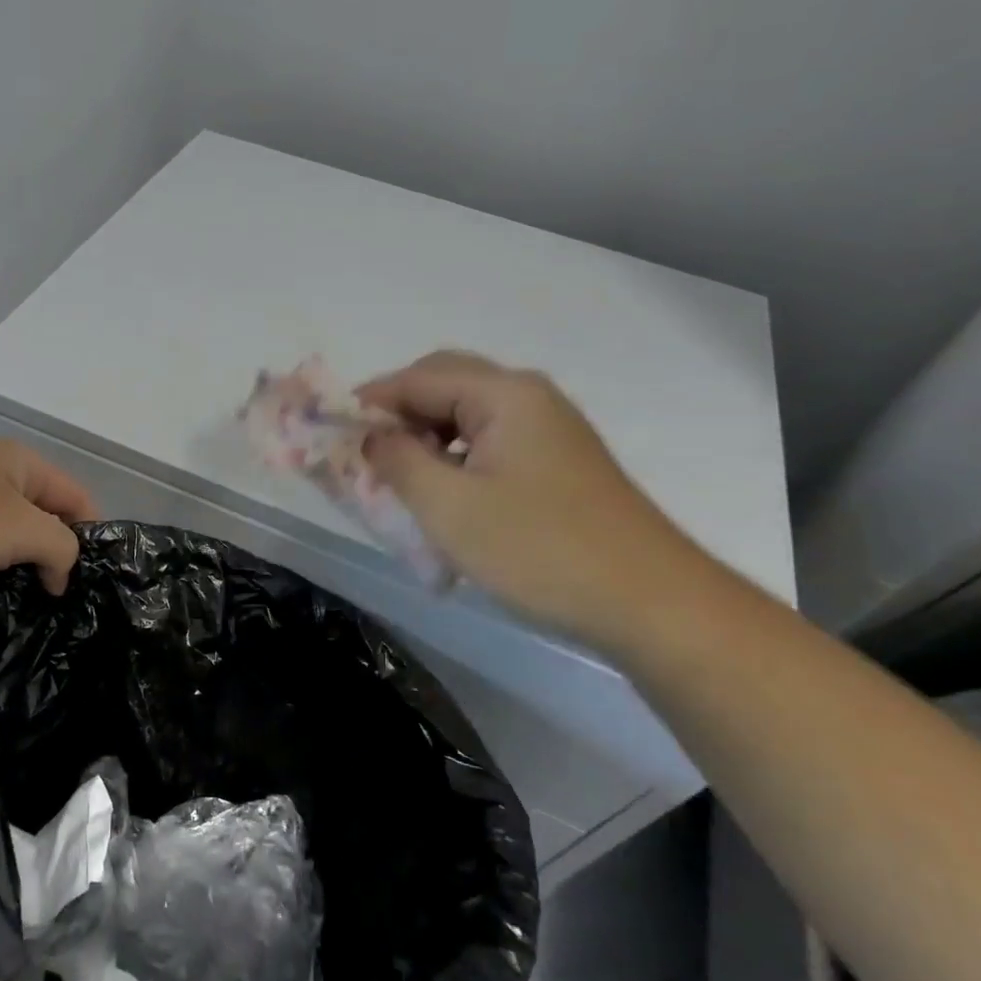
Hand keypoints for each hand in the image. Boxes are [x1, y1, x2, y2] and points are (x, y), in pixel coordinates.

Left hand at [0, 439, 96, 600]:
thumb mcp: (23, 529)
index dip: (90, 535)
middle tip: (53, 600)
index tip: (86, 582)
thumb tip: (58, 574)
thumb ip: (61, 548)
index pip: (75, 496)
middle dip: (46, 556)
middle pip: (37, 518)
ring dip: (8, 570)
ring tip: (17, 608)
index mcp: (17, 462)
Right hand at [358, 350, 696, 647]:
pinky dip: (456, 457)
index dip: (368, 401)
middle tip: (365, 454)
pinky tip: (446, 495)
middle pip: (444, 384)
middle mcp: (528, 396)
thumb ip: (397, 460)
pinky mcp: (559, 461)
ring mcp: (549, 428)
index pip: (417, 377)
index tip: (331, 433)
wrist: (649, 602)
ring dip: (426, 437)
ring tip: (401, 480)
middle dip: (398, 414)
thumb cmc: (539, 549)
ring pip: (467, 415)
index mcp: (503, 393)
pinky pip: (491, 442)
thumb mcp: (449, 507)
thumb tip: (371, 435)